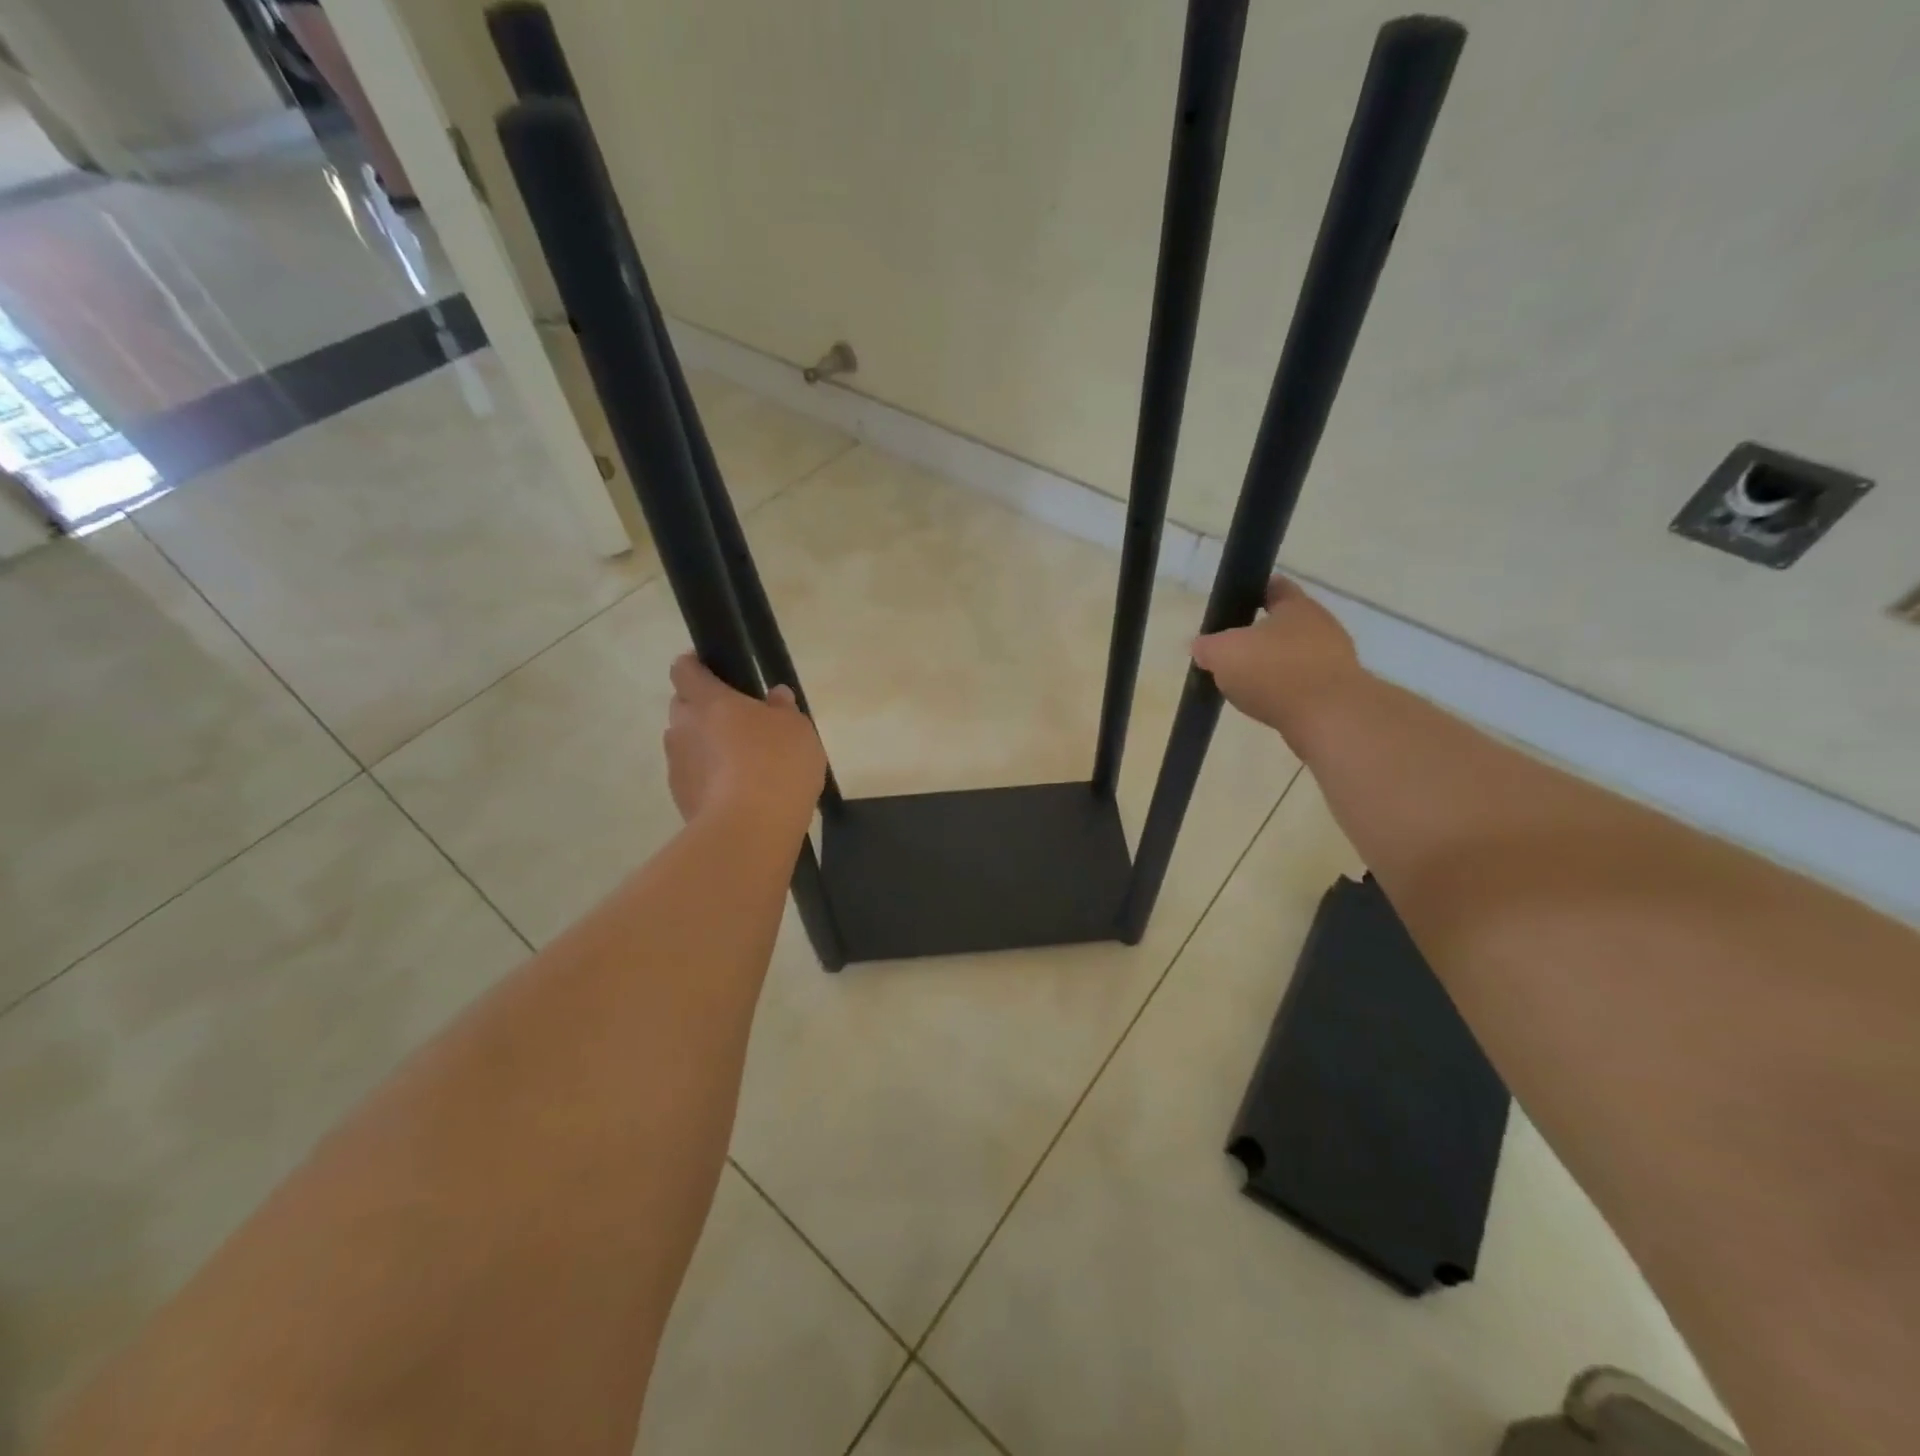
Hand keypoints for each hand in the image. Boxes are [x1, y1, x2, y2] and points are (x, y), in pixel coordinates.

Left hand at [663, 655, 825, 829]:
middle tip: (738, 722)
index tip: (711, 671)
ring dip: (706, 748)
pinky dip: (709, 780)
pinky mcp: (680, 800)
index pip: (684, 670)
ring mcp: (677, 766)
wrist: (750, 830)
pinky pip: (694, 778)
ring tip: (741, 764)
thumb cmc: (776, 764)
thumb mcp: (796, 729)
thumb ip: (783, 709)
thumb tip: (775, 696)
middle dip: (703, 710)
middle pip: (683, 708)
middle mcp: (682, 728)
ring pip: (686, 745)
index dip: (695, 667)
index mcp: (708, 700)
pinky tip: (738, 794)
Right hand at [1191, 577, 1363, 734]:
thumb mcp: (1223, 653)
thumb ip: (1207, 646)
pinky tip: (1270, 704)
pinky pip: (1305, 684)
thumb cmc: (1273, 671)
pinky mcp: (1340, 691)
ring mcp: (1336, 659)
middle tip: (1234, 651)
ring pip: (1297, 655)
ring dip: (1276, 666)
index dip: (1254, 592)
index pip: (1275, 587)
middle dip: (1262, 636)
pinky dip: (1287, 690)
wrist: (1328, 717)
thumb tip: (1201, 646)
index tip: (1236, 603)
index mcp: (1296, 606)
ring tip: (1248, 683)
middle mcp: (1322, 625)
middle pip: (1287, 624)